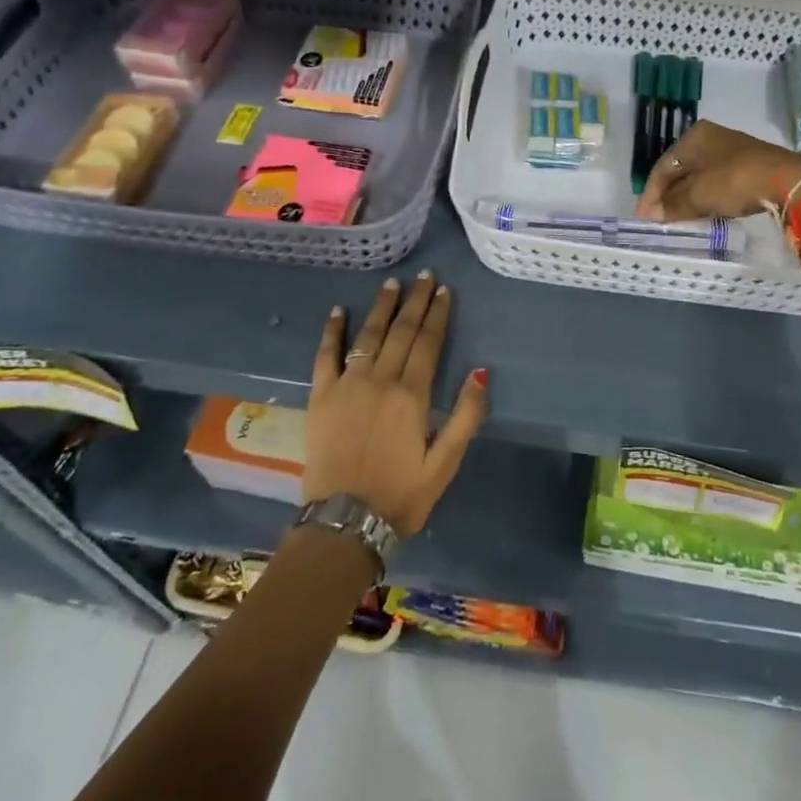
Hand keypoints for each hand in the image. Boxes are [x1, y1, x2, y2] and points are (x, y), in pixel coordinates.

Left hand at [305, 272, 487, 537]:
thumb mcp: (445, 463)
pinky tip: (337, 311)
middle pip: (401, 331)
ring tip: (391, 283)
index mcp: (412, 394)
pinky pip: (325, 356)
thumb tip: (480, 371)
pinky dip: (332, 332)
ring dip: (381, 307)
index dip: (438, 313)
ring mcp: (347, 385)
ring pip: (368, 335)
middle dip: (415, 301)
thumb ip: (466, 416)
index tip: (444, 289)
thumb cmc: (400, 495)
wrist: (344, 524)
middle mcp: (380, 380)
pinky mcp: (320, 397)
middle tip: (423, 275)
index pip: (428, 342)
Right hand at [636, 120, 800, 221]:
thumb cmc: (735, 181)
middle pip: (682, 170)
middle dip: (669, 195)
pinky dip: (708, 198)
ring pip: (701, 177)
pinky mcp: (750, 166)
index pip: (663, 166)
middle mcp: (712, 138)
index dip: (651, 193)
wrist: (788, 182)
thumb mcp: (699, 195)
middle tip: (660, 219)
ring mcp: (733, 151)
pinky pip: (719, 183)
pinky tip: (705, 212)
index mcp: (695, 136)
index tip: (644, 218)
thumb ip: (674, 205)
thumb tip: (655, 215)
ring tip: (679, 219)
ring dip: (688, 198)